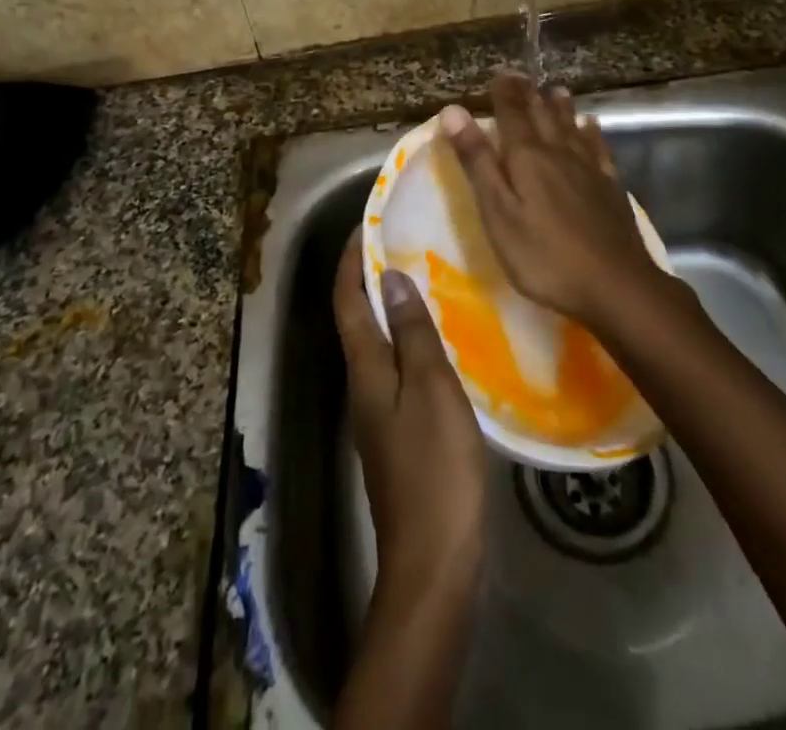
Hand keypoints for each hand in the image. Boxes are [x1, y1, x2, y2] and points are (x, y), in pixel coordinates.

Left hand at [334, 229, 485, 602]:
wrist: (434, 559)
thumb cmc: (434, 466)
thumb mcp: (429, 389)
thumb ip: (411, 333)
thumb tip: (391, 278)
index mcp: (364, 369)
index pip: (347, 301)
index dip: (352, 261)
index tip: (367, 225)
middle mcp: (362, 385)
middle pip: (357, 319)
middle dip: (371, 278)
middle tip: (402, 244)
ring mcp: (377, 412)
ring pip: (377, 344)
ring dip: (390, 307)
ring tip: (423, 279)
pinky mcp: (397, 433)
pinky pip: (396, 368)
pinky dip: (408, 340)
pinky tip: (438, 340)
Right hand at [438, 73, 661, 332]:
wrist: (614, 284)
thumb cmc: (544, 255)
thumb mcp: (498, 212)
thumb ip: (477, 161)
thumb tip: (454, 111)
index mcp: (527, 157)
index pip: (512, 114)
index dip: (504, 93)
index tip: (499, 75)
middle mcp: (558, 153)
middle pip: (542, 116)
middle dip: (529, 95)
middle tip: (522, 77)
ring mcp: (588, 169)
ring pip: (571, 127)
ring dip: (561, 107)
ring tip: (556, 90)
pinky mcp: (610, 187)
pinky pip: (598, 148)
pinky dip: (591, 133)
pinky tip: (591, 127)